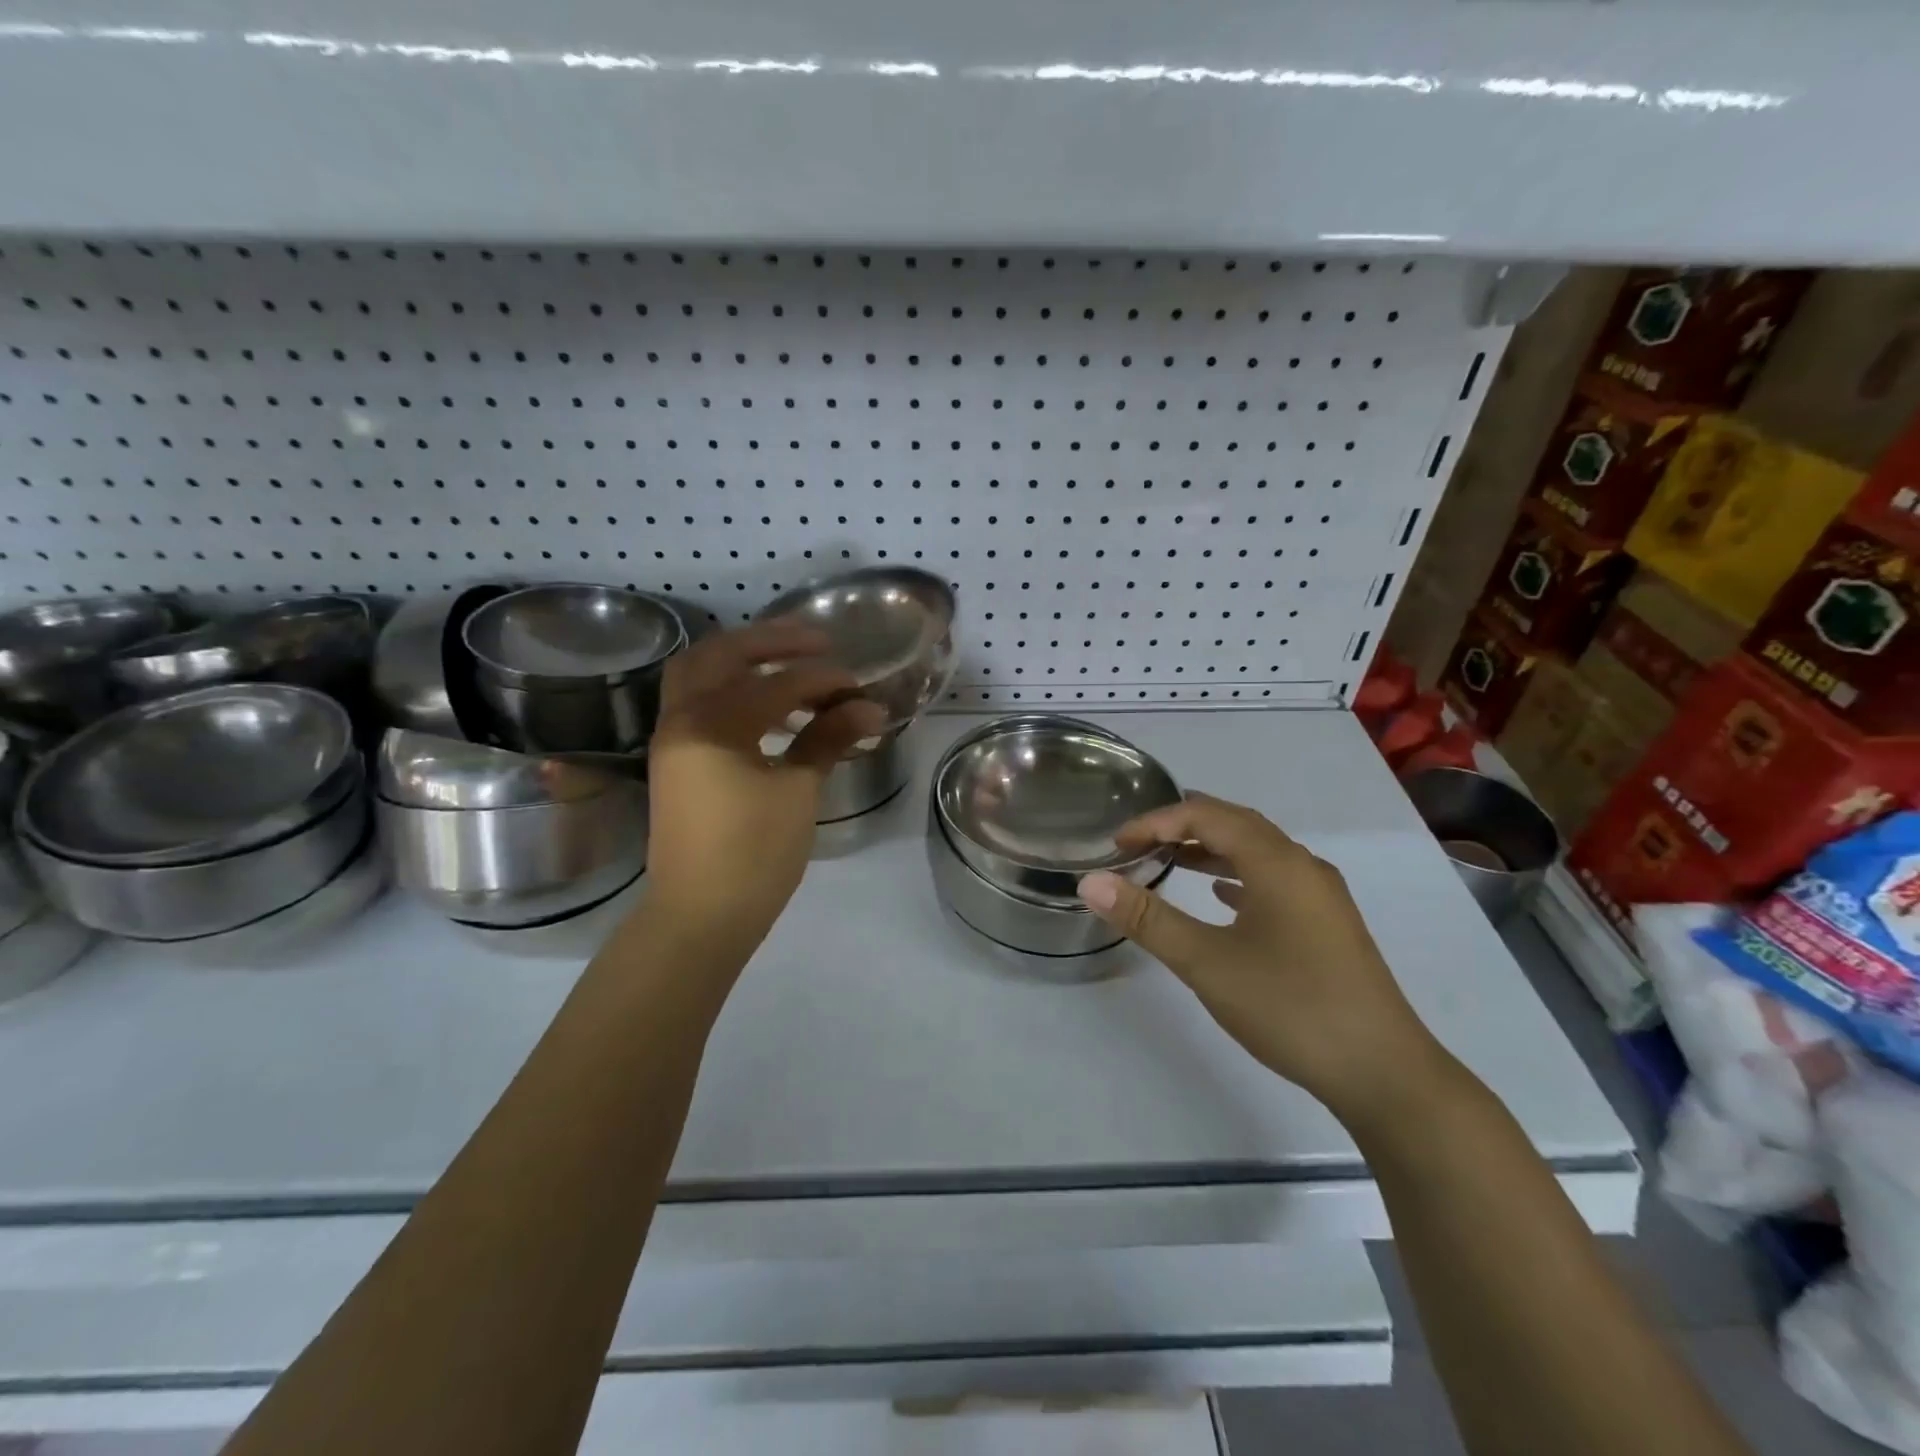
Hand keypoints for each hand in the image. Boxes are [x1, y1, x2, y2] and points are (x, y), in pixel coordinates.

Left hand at [643, 621, 886, 944]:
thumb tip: (868, 707)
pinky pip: (699, 703)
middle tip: (816, 642)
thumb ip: (828, 739)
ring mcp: (672, 739)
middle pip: (720, 655)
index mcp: (711, 724)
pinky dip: (731, 691)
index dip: (823, 679)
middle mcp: (681, 719)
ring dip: (743, 661)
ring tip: (792, 667)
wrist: (700, 916)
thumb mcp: (798, 792)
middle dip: (770, 641)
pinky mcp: (675, 760)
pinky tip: (769, 708)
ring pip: (699, 674)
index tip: (859, 684)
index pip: (776, 683)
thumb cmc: (753, 855)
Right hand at [1078, 792, 1448, 1123]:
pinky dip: (1236, 876)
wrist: (1384, 1074)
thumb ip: (1148, 919)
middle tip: (1136, 842)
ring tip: (1167, 860)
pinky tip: (1219, 897)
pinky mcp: (1326, 924)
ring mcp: (1320, 896)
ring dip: (1209, 850)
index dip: (1156, 822)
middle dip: (1182, 826)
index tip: (1116, 845)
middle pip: (1235, 824)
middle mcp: (1303, 866)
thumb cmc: (1291, 1007)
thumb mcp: (1207, 963)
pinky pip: (1273, 880)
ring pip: (1256, 852)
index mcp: (1277, 862)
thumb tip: (1091, 882)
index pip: (1206, 815)